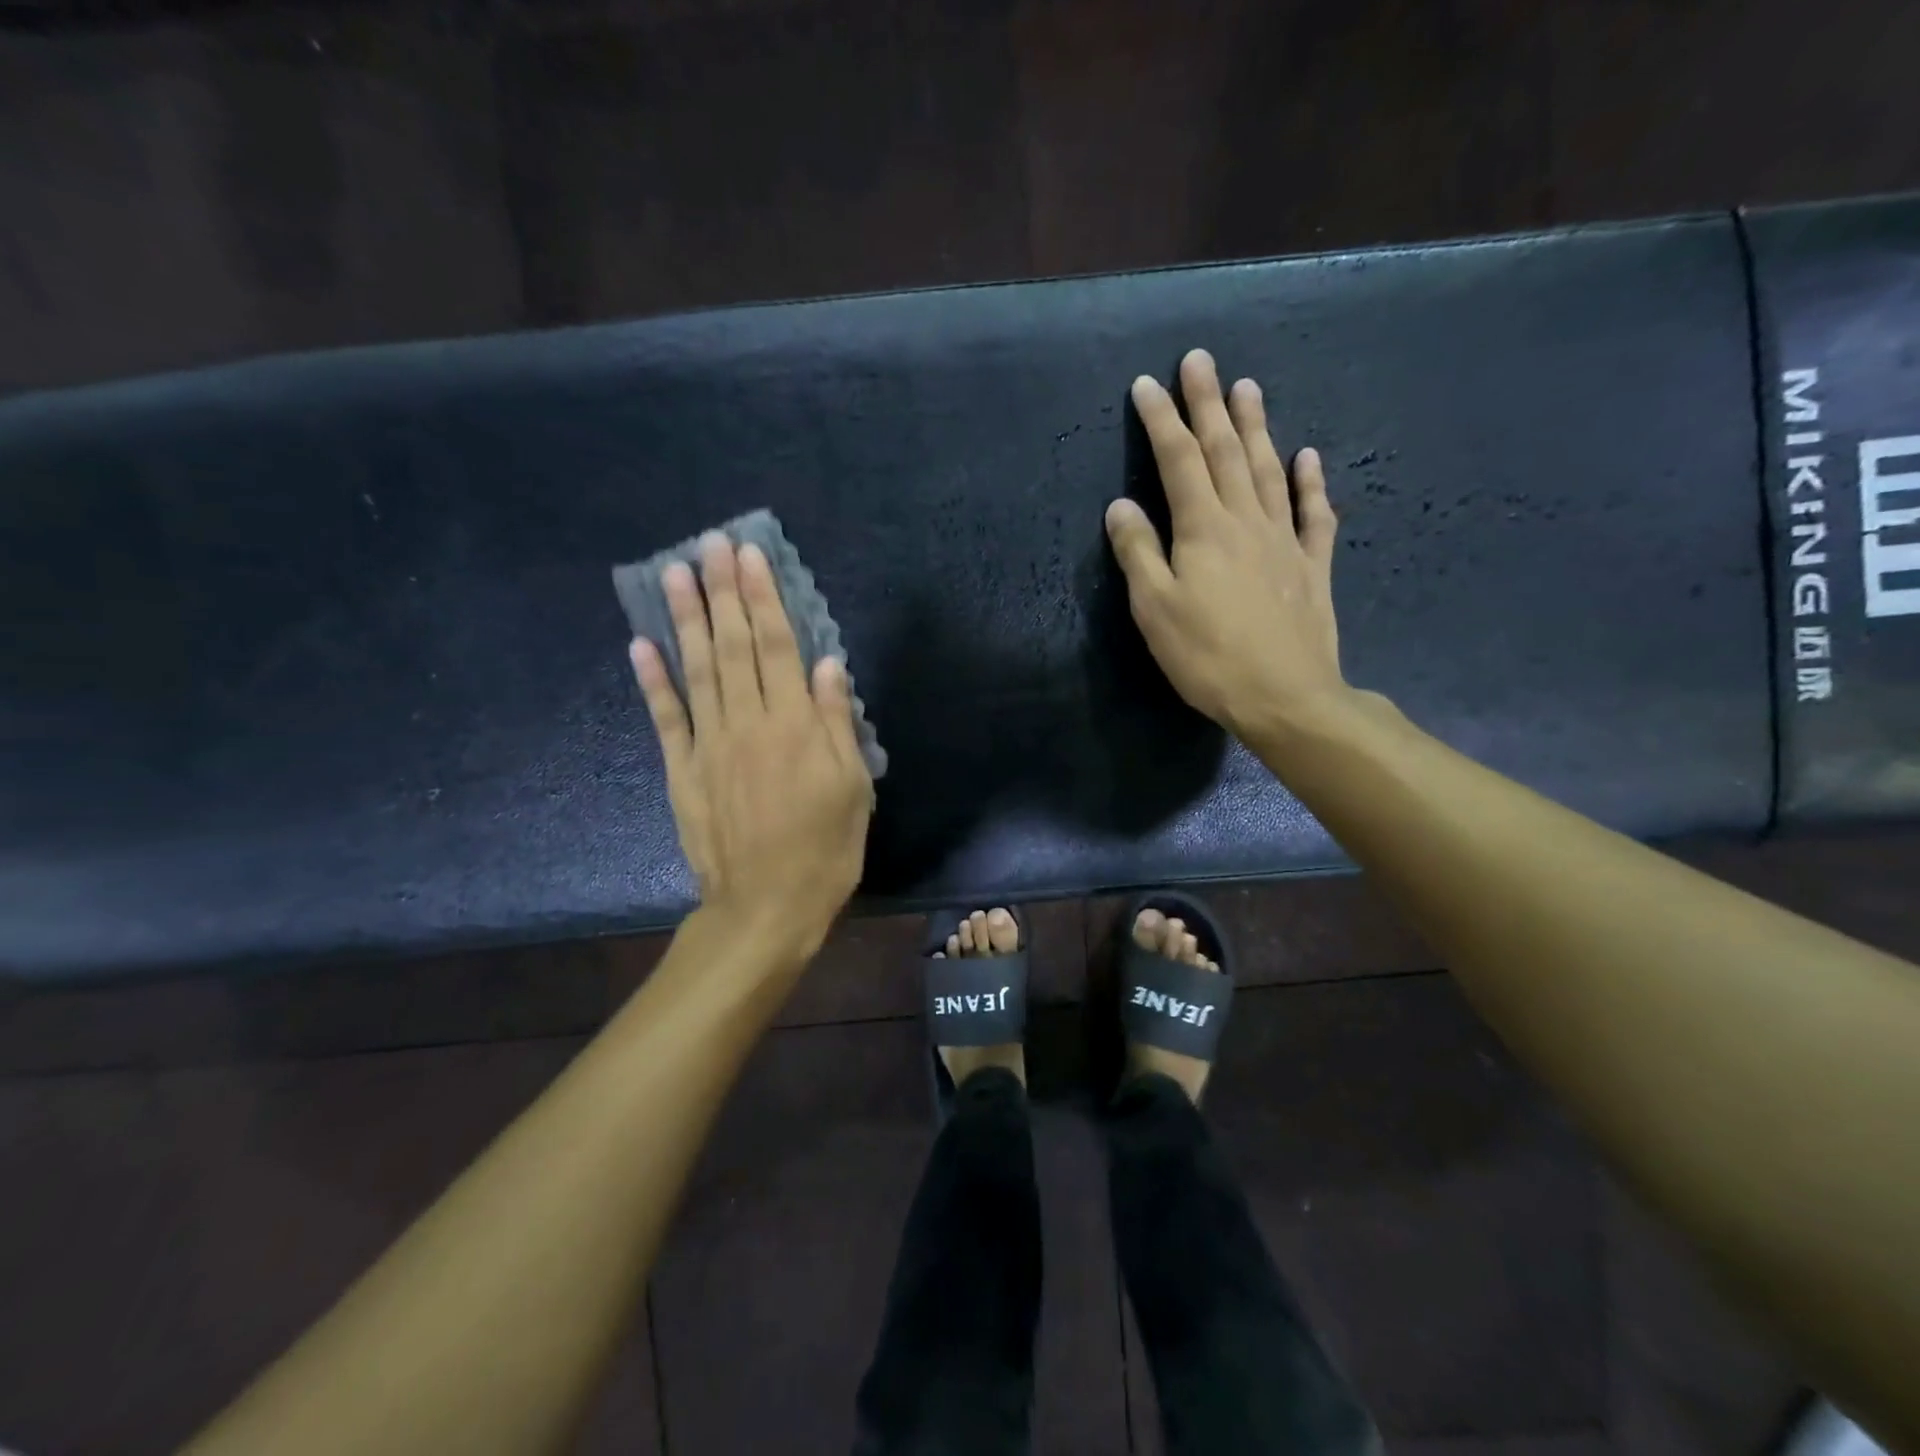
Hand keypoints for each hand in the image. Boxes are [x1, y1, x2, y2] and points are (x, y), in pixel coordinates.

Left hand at [630, 534, 872, 955]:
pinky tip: (641, 645)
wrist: (765, 907)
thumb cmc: (824, 849)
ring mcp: (708, 746)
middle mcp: (748, 724)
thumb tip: (828, 665)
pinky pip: (666, 719)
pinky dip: (652, 681)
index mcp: (795, 726)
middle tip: (710, 544)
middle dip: (722, 592)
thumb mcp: (853, 787)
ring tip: (675, 574)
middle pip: (733, 646)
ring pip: (696, 670)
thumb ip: (837, 723)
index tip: (750, 556)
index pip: (776, 646)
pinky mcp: (682, 771)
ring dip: (685, 619)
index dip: (763, 598)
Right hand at [1105, 348, 1351, 741]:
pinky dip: (1310, 481)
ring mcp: (1286, 539)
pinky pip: (1315, 512)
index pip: (1178, 461)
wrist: (1285, 697)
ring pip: (1270, 470)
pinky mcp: (1313, 565)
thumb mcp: (1155, 610)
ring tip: (1248, 388)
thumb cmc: (1207, 657)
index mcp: (1203, 529)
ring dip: (1257, 426)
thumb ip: (1138, 553)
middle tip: (1201, 360)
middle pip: (1226, 451)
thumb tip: (1120, 506)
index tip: (1147, 383)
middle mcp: (1246, 520)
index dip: (1161, 420)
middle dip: (1208, 404)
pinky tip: (1308, 456)